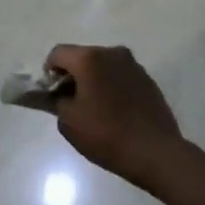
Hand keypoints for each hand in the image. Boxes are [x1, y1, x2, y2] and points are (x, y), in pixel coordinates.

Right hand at [44, 45, 184, 188]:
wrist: (155, 152)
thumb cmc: (106, 135)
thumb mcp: (69, 121)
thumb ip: (56, 100)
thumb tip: (57, 94)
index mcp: (90, 58)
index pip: (57, 54)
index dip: (49, 73)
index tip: (53, 95)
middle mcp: (112, 53)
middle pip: (81, 56)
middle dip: (72, 75)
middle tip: (72, 103)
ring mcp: (133, 64)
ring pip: (102, 65)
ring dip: (93, 80)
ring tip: (95, 108)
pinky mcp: (147, 79)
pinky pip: (120, 76)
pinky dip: (111, 86)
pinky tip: (115, 110)